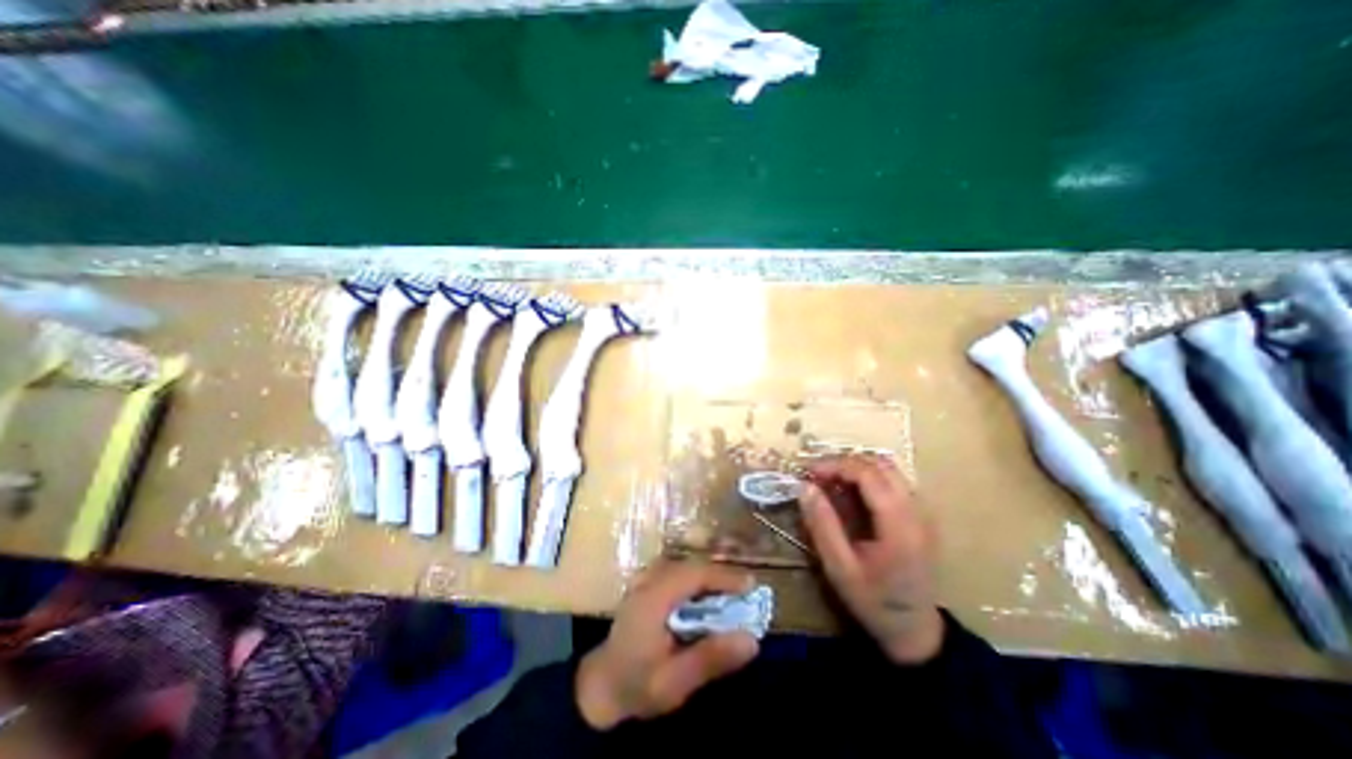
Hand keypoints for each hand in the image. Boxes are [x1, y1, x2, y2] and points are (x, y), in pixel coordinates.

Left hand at [573, 565, 758, 727]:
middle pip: (691, 566)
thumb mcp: (674, 682)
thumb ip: (710, 659)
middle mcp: (649, 580)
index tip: (751, 585)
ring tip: (734, 592)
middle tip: (747, 590)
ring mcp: (646, 579)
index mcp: (653, 598)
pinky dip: (698, 580)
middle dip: (721, 575)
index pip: (694, 574)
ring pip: (685, 566)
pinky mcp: (648, 584)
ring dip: (711, 575)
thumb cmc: (637, 685)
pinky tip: (709, 596)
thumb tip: (751, 640)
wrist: (602, 685)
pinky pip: (679, 572)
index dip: (724, 576)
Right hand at [794, 458, 941, 662]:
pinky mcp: (920, 516)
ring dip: (857, 467)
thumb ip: (822, 524)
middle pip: (881, 465)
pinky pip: (893, 481)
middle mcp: (917, 512)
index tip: (808, 471)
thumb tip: (805, 487)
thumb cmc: (873, 602)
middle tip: (817, 474)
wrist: (915, 630)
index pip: (869, 474)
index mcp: (899, 527)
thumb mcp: (839, 568)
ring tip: (831, 480)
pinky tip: (850, 492)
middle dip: (845, 462)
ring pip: (889, 469)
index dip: (836, 465)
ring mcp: (923, 512)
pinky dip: (868, 477)